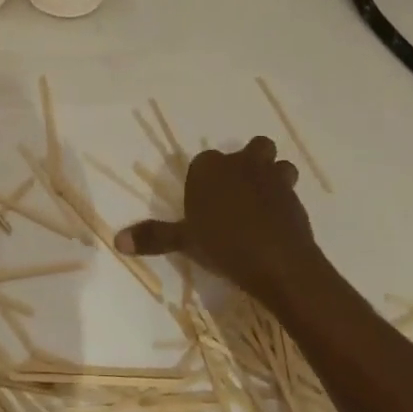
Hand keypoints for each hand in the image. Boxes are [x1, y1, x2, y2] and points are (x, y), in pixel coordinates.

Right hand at [115, 136, 324, 306]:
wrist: (279, 262)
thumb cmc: (224, 244)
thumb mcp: (184, 242)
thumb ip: (153, 237)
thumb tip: (117, 241)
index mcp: (210, 168)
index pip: (204, 161)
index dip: (205, 178)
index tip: (203, 202)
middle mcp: (242, 164)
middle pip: (251, 148)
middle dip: (247, 162)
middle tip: (236, 193)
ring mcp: (272, 178)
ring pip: (277, 163)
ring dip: (272, 175)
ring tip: (261, 202)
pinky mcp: (295, 198)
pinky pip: (290, 190)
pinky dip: (283, 201)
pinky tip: (275, 222)